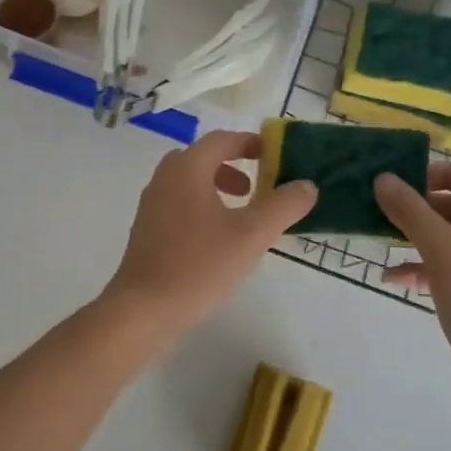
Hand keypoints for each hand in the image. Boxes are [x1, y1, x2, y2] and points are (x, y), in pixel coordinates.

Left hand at [103, 129, 316, 344]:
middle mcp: (164, 178)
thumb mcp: (251, 235)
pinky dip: (201, 207)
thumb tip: (307, 185)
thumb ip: (282, 206)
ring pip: (188, 182)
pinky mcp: (146, 230)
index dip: (249, 143)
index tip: (273, 155)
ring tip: (241, 216)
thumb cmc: (199, 265)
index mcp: (187, 169)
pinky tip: (216, 241)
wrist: (143, 309)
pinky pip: (178, 203)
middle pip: (202, 158)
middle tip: (256, 188)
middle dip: (232, 167)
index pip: (221, 140)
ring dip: (216, 188)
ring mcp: (151, 204)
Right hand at [374, 163, 450, 409]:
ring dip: (416, 238)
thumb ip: (411, 211)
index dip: (444, 171)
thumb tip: (383, 178)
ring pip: (449, 240)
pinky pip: (448, 270)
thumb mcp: (442, 251)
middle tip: (384, 209)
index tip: (408, 181)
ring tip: (382, 240)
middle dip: (421, 206)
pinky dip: (422, 269)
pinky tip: (393, 279)